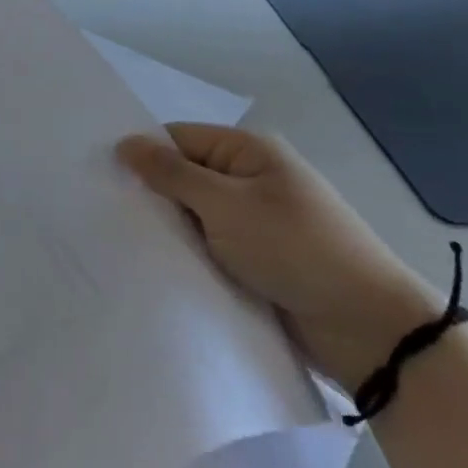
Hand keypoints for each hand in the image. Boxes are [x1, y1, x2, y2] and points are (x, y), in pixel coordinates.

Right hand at [117, 123, 440, 392]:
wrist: (367, 329)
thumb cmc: (295, 249)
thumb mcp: (227, 205)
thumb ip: (171, 174)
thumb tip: (124, 143)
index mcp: (248, 152)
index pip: (177, 138)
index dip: (142, 154)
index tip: (100, 177)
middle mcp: (249, 180)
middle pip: (183, 176)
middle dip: (150, 195)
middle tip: (102, 212)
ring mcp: (253, 222)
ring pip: (192, 216)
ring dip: (167, 229)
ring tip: (119, 242)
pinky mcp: (254, 260)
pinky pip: (208, 247)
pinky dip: (186, 254)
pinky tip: (154, 266)